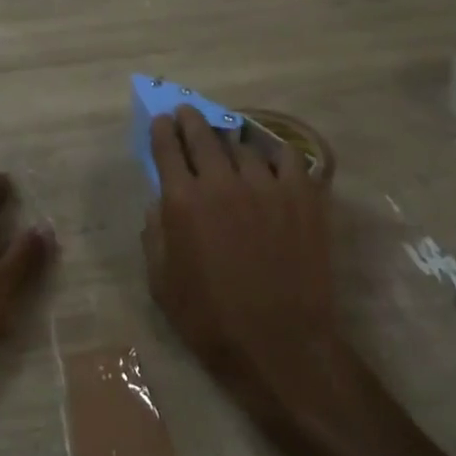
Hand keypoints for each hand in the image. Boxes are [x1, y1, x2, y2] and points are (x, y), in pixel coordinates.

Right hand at [143, 107, 341, 403]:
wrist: (280, 343)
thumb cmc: (211, 320)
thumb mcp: (162, 283)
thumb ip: (154, 235)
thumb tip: (159, 204)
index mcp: (182, 201)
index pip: (167, 148)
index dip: (161, 130)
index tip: (161, 121)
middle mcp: (221, 182)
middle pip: (202, 136)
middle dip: (190, 120)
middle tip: (187, 112)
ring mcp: (265, 184)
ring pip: (243, 144)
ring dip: (230, 138)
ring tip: (228, 137)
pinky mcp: (301, 194)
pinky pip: (287, 156)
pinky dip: (274, 151)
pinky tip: (270, 155)